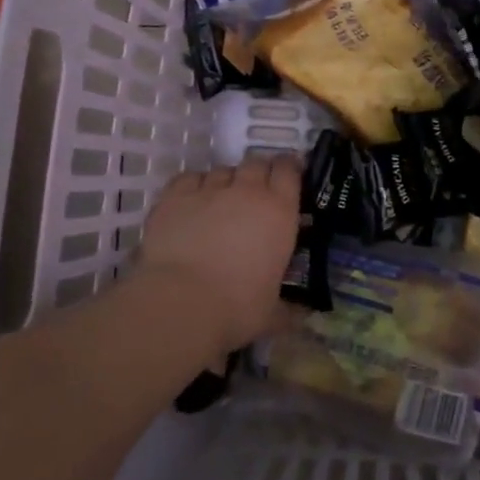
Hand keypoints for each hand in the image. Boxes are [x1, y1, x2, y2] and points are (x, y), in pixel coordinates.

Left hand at [134, 156, 302, 352]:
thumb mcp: (272, 313)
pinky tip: (191, 203)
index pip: (289, 170)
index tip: (289, 176)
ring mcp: (209, 190)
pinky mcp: (175, 196)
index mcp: (279, 211)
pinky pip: (189, 179)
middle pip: (256, 163)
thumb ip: (289, 310)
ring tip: (220, 204)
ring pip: (222, 171)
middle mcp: (247, 191)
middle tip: (254, 194)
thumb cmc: (237, 308)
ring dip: (226, 183)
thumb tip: (303, 316)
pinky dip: (194, 187)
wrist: (181, 303)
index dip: (289, 168)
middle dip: (258, 174)